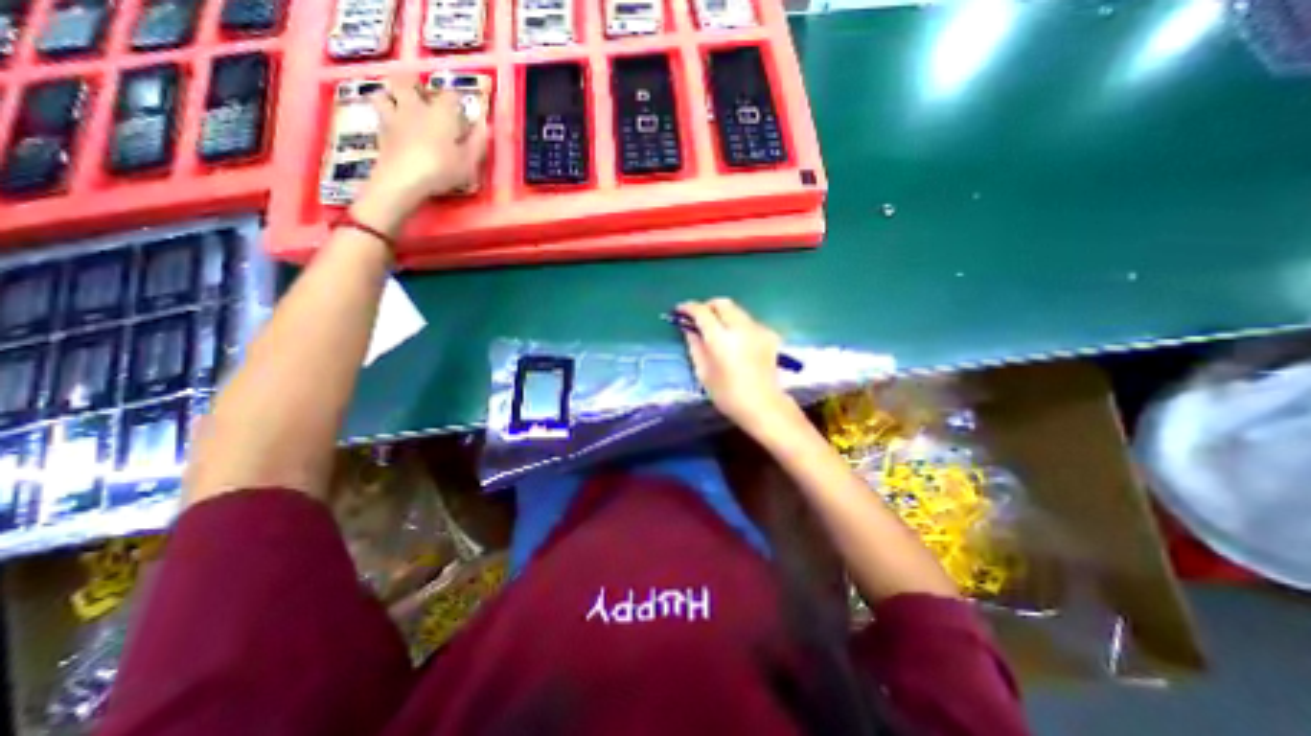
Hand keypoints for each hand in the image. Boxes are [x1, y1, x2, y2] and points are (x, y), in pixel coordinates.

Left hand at [352, 82, 486, 233]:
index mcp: (441, 113)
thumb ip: (477, 142)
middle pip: (407, 81)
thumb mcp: (469, 162)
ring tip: (399, 105)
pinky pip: (378, 115)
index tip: (461, 109)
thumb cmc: (442, 170)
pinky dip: (384, 117)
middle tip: (420, 92)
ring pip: (384, 93)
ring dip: (390, 95)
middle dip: (413, 82)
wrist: (404, 179)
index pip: (450, 95)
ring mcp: (394, 117)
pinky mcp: (380, 132)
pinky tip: (392, 127)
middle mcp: (415, 107)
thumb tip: (485, 124)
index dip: (456, 99)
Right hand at [675, 299, 798, 433]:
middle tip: (699, 318)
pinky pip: (749, 321)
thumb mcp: (704, 372)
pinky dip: (738, 324)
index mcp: (721, 339)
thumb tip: (688, 329)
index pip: (702, 312)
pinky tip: (736, 341)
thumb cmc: (728, 394)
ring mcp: (757, 329)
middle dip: (708, 306)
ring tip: (717, 330)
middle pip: (722, 303)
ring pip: (737, 310)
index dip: (688, 308)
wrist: (764, 405)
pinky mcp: (769, 334)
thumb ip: (695, 346)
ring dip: (723, 314)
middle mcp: (740, 328)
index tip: (680, 311)